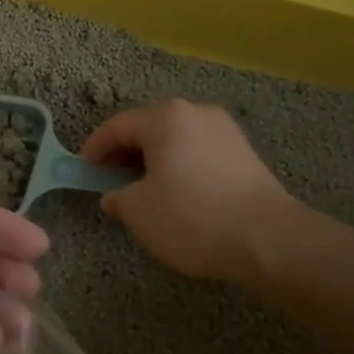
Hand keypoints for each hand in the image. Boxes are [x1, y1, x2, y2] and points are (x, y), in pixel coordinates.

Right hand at [83, 99, 334, 287]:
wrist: (270, 241)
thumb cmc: (193, 218)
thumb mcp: (138, 212)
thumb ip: (117, 197)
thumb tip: (116, 195)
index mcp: (165, 117)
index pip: (117, 126)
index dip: (95, 148)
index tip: (84, 170)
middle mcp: (196, 112)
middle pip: (148, 127)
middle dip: (126, 152)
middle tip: (111, 180)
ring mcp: (225, 130)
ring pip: (176, 139)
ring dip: (155, 159)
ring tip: (145, 189)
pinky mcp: (245, 152)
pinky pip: (199, 151)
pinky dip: (181, 166)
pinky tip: (179, 194)